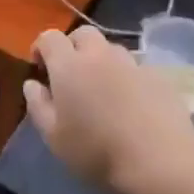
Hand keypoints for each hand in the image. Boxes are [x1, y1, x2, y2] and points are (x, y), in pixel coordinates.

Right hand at [22, 25, 193, 193]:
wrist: (161, 159)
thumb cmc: (98, 151)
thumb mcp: (54, 137)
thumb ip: (38, 105)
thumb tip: (32, 84)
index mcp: (69, 65)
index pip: (49, 37)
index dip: (41, 48)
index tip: (40, 69)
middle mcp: (100, 54)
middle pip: (82, 34)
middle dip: (72, 47)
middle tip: (71, 76)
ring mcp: (132, 62)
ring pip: (110, 49)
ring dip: (101, 61)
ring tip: (102, 90)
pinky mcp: (157, 75)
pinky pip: (134, 67)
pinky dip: (126, 77)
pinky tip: (130, 103)